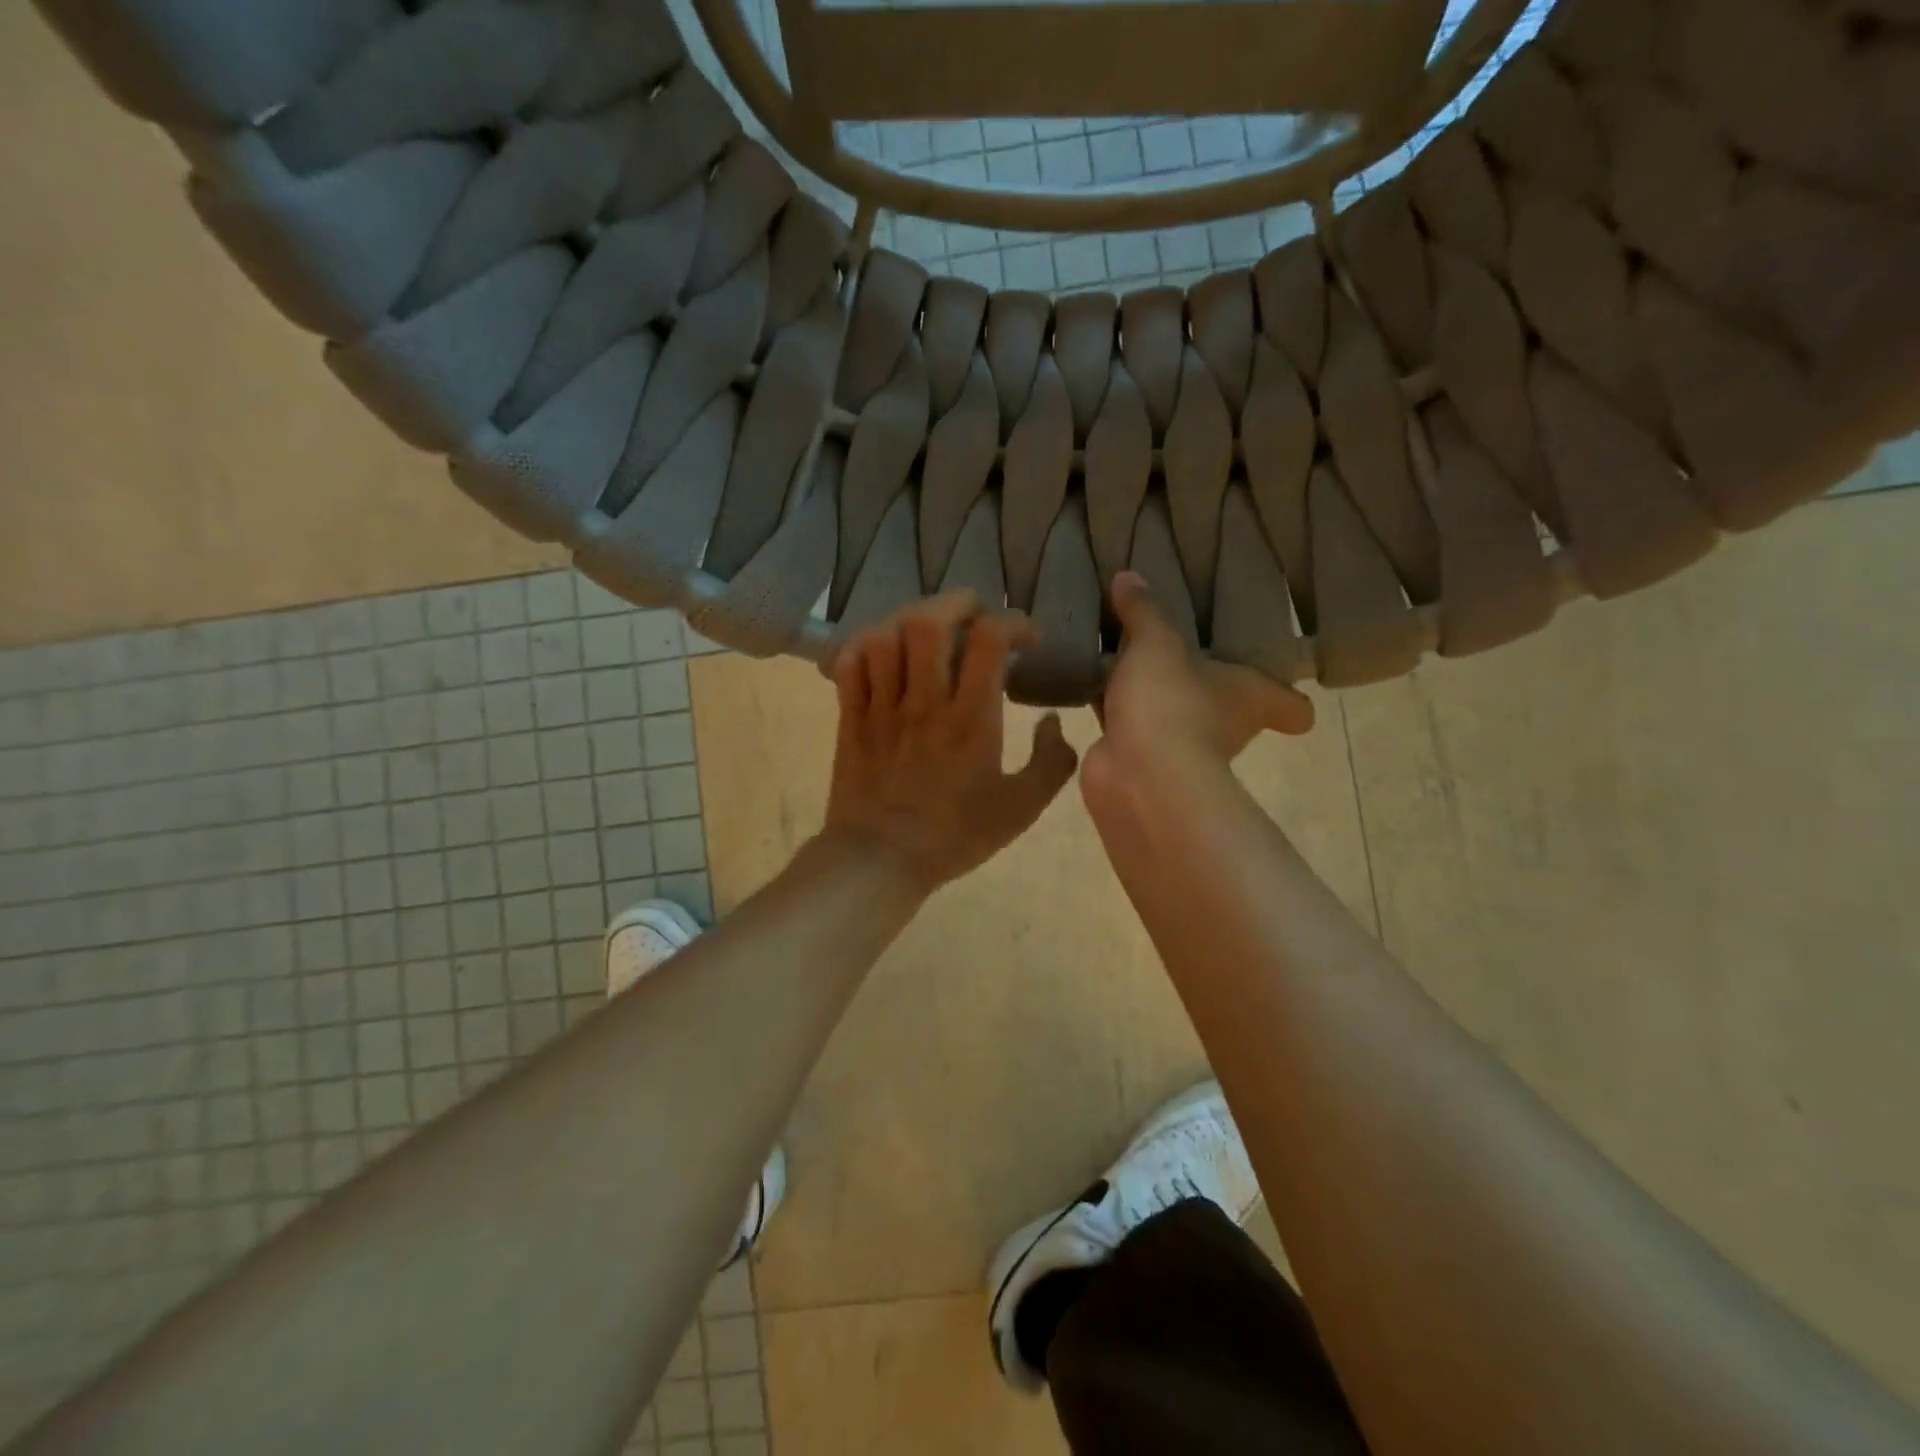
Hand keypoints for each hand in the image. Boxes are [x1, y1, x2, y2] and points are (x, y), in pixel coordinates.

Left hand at [824, 591, 1078, 893]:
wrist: (881, 861)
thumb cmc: (954, 836)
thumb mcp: (1021, 809)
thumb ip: (1051, 763)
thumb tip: (1053, 721)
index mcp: (971, 719)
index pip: (988, 640)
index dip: (1012, 623)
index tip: (1026, 639)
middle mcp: (924, 701)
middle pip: (929, 621)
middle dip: (956, 603)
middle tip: (973, 614)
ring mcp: (881, 706)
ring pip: (886, 634)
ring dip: (911, 619)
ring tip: (929, 629)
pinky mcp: (851, 716)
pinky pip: (849, 662)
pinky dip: (866, 644)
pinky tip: (884, 650)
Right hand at [1084, 572, 1314, 795]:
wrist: (1136, 776)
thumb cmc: (1171, 703)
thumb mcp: (1158, 643)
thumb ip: (1145, 610)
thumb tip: (1129, 577)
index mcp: (1249, 696)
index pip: (1291, 707)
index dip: (1291, 699)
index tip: (1281, 678)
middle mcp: (1223, 725)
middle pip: (1223, 702)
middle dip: (1200, 679)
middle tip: (1176, 643)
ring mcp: (1178, 744)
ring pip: (1168, 707)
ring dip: (1148, 689)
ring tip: (1119, 649)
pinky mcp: (1136, 756)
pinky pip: (1125, 720)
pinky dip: (1111, 703)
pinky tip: (1088, 677)